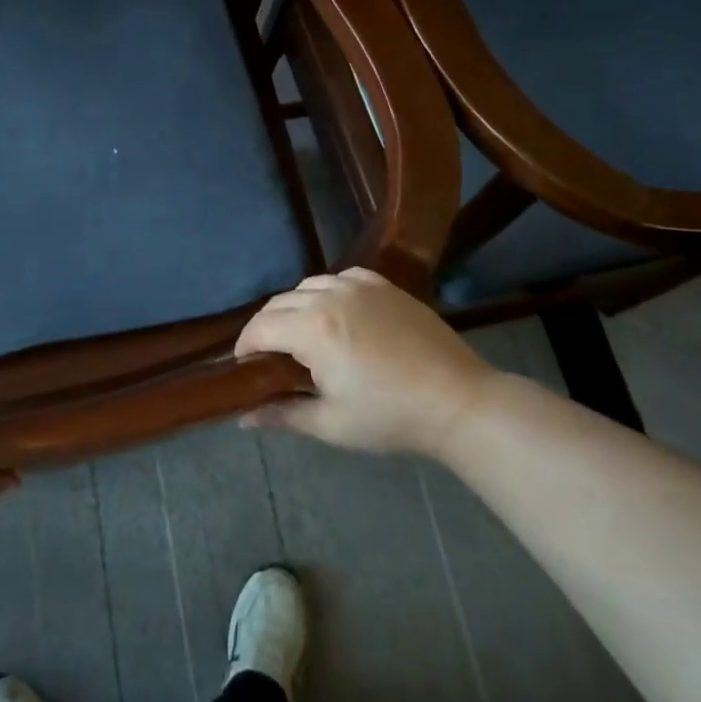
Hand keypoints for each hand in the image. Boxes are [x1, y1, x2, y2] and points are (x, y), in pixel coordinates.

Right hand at [235, 269, 495, 458]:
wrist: (457, 400)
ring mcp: (359, 286)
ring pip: (308, 286)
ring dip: (294, 307)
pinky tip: (336, 314)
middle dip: (265, 327)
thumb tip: (243, 418)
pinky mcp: (383, 285)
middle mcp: (330, 296)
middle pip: (279, 303)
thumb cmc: (390, 417)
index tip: (244, 366)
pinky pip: (340, 277)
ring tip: (302, 336)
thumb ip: (282, 415)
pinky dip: (327, 291)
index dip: (244, 346)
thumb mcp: (331, 424)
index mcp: (313, 329)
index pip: (260, 327)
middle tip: (269, 357)